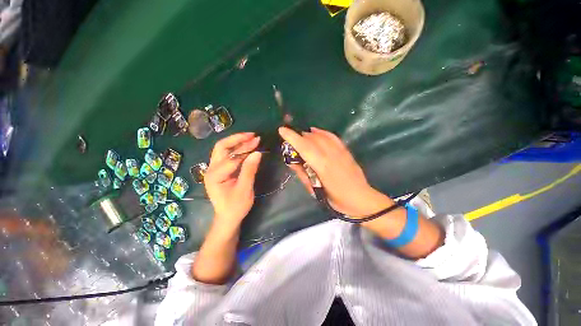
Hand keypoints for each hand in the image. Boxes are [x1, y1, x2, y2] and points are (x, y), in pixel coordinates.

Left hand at [204, 133, 261, 230]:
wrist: (227, 217)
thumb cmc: (236, 207)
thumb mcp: (245, 190)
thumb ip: (249, 170)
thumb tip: (257, 153)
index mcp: (214, 175)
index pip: (231, 157)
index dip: (245, 149)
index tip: (258, 142)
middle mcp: (211, 169)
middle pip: (222, 147)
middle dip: (238, 139)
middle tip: (253, 135)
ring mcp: (214, 168)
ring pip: (224, 149)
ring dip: (237, 142)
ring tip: (251, 138)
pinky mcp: (219, 169)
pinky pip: (227, 155)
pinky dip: (237, 149)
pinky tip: (247, 146)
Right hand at [279, 126, 392, 216]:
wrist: (360, 198)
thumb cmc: (335, 198)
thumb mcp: (314, 190)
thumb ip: (302, 173)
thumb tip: (291, 161)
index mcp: (321, 166)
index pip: (304, 146)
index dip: (291, 137)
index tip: (281, 130)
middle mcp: (330, 154)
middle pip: (311, 139)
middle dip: (298, 136)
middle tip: (290, 140)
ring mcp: (339, 150)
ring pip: (321, 136)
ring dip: (308, 134)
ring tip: (301, 137)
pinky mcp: (345, 150)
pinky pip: (331, 136)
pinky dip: (322, 132)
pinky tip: (315, 131)